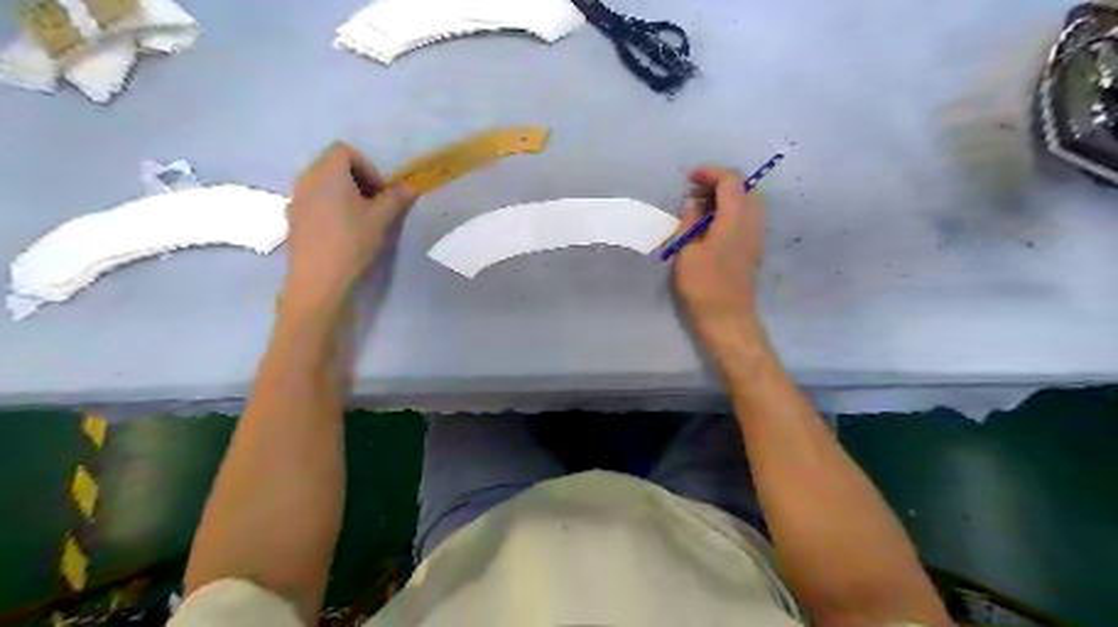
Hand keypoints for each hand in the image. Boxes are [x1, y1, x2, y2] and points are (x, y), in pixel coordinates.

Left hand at [285, 141, 414, 315]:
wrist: (319, 277)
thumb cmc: (352, 241)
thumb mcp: (382, 218)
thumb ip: (397, 198)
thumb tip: (411, 186)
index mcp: (328, 172)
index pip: (345, 151)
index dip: (367, 167)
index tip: (380, 192)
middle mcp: (307, 178)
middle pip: (331, 165)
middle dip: (355, 179)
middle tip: (373, 204)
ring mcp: (296, 198)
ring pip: (322, 183)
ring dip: (342, 193)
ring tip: (358, 219)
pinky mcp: (292, 217)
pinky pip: (313, 200)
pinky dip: (328, 206)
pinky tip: (340, 231)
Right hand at [673, 163, 768, 344]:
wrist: (728, 319)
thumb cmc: (703, 286)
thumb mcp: (687, 251)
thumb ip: (690, 221)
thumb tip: (693, 202)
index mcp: (735, 219)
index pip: (731, 180)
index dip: (711, 172)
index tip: (690, 178)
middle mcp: (752, 222)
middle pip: (744, 187)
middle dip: (720, 182)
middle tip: (694, 192)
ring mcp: (756, 236)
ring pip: (747, 202)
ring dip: (726, 197)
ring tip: (700, 208)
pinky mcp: (753, 248)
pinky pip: (746, 217)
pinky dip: (730, 211)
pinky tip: (710, 225)